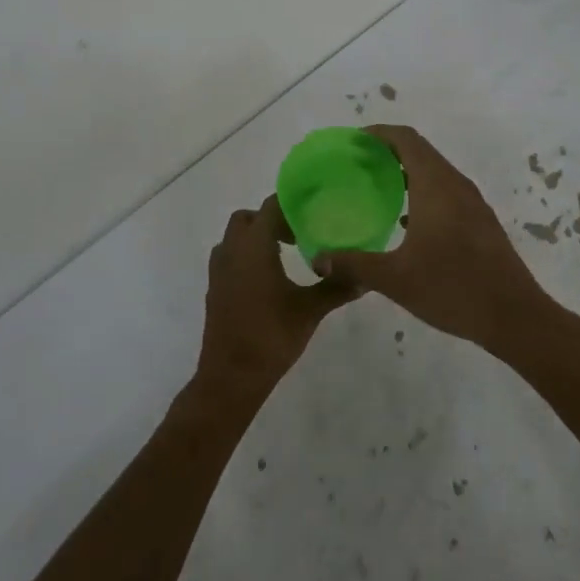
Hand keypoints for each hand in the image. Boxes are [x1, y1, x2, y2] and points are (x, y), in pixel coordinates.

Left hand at [195, 196, 359, 401]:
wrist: (231, 376)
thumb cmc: (271, 336)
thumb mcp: (309, 310)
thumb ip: (336, 288)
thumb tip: (365, 277)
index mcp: (254, 246)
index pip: (271, 206)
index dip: (291, 204)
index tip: (313, 212)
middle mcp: (232, 249)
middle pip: (249, 218)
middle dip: (272, 220)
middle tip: (298, 236)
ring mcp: (219, 269)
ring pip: (235, 237)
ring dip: (256, 238)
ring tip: (284, 255)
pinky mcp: (214, 288)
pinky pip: (229, 257)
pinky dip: (245, 256)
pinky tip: (266, 280)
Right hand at [312, 125, 555, 355]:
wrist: (515, 317)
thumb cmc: (453, 289)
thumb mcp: (395, 279)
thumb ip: (354, 264)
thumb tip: (318, 258)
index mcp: (435, 185)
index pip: (406, 139)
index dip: (378, 133)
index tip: (353, 141)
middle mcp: (455, 184)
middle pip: (420, 151)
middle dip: (388, 151)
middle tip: (356, 164)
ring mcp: (472, 203)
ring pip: (434, 171)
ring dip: (406, 171)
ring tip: (376, 189)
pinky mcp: (480, 222)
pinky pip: (446, 191)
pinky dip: (422, 191)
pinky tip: (405, 221)